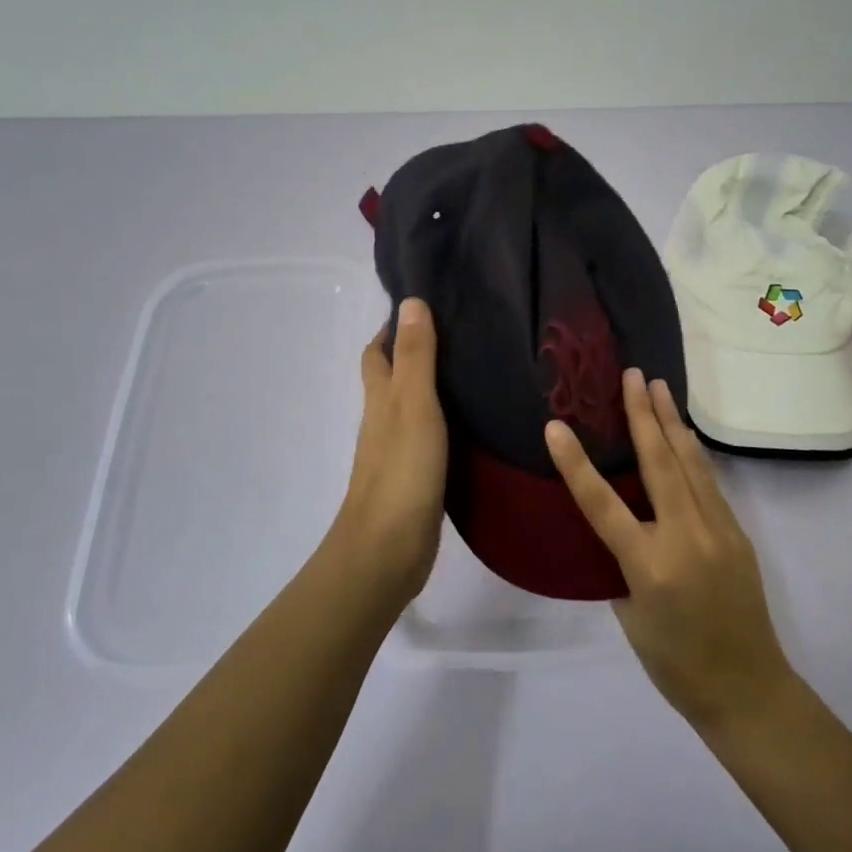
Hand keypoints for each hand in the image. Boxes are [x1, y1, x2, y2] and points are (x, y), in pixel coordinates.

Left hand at [331, 297, 447, 605]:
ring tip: (474, 369)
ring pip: (412, 407)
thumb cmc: (401, 471)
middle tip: (458, 334)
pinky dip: (445, 422)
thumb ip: (415, 357)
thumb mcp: (413, 405)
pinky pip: (429, 437)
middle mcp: (384, 420)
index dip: (392, 328)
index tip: (425, 306)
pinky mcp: (416, 477)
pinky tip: (472, 421)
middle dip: (413, 353)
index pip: (377, 353)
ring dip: (432, 387)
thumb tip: (410, 301)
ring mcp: (399, 451)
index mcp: (380, 399)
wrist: (388, 550)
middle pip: (392, 378)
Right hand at [545, 369, 795, 732]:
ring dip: (672, 423)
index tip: (555, 426)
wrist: (749, 690)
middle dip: (643, 415)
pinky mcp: (737, 533)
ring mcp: (718, 531)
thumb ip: (623, 563)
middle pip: (659, 464)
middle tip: (632, 375)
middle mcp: (686, 538)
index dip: (576, 464)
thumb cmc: (676, 664)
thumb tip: (624, 524)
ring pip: (690, 464)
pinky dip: (692, 453)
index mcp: (650, 566)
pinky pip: (708, 482)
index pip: (603, 505)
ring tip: (659, 387)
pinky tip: (684, 435)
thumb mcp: (632, 616)